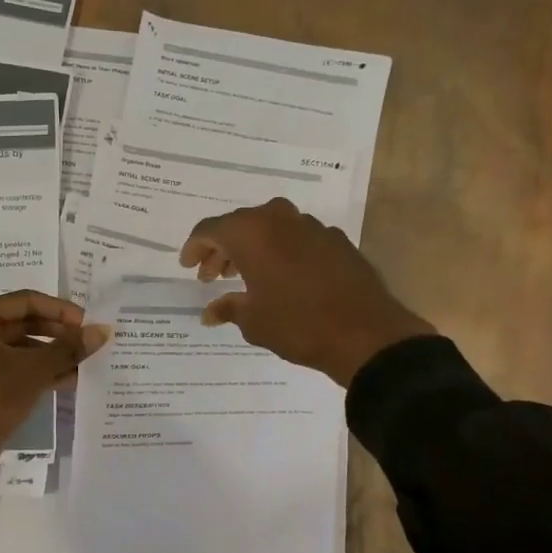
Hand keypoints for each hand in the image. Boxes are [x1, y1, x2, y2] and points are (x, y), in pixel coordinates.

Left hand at [0, 290, 110, 481]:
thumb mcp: (34, 370)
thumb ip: (69, 348)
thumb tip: (102, 331)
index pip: (26, 301)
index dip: (60, 311)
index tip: (88, 323)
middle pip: (24, 323)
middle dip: (59, 333)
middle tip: (90, 342)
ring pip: (23, 347)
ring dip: (54, 354)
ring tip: (87, 361)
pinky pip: (18, 367)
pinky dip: (42, 370)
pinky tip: (72, 378)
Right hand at [179, 199, 435, 385]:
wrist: (364, 333)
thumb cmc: (297, 325)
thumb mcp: (253, 321)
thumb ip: (228, 308)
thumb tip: (210, 312)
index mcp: (251, 233)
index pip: (210, 229)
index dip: (194, 247)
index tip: (187, 266)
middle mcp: (279, 219)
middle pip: (240, 224)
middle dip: (222, 248)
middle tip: (211, 275)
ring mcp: (311, 226)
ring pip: (271, 227)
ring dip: (253, 248)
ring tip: (244, 276)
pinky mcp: (336, 240)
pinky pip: (297, 238)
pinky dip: (281, 252)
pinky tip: (282, 278)